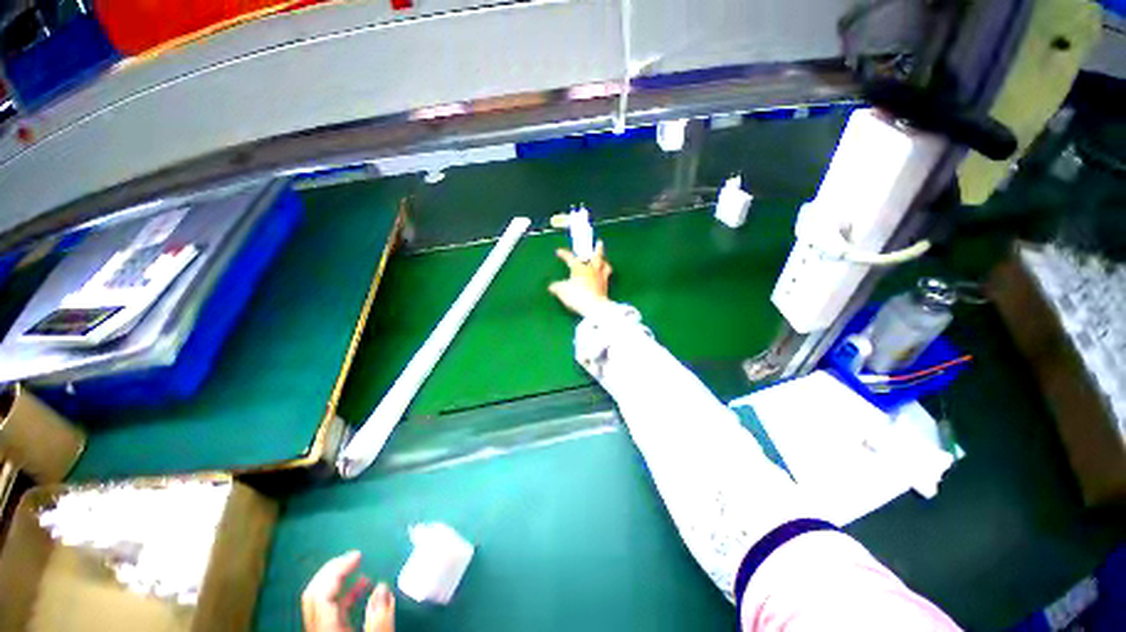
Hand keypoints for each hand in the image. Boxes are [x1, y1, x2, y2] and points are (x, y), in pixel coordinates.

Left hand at [302, 551, 394, 631]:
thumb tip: (382, 586)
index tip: (359, 555)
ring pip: (320, 603)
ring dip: (339, 583)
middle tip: (354, 557)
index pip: (321, 593)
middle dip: (332, 572)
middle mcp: (317, 631)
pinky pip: (329, 612)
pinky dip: (344, 598)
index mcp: (326, 631)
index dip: (337, 570)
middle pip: (314, 594)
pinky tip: (363, 592)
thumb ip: (380, 618)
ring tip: (363, 573)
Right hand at [549, 241, 611, 317]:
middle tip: (599, 242)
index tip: (559, 251)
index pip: (570, 257)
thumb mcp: (562, 291)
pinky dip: (606, 274)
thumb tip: (552, 286)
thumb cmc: (577, 296)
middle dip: (597, 248)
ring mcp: (600, 277)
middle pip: (596, 255)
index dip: (564, 254)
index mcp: (579, 268)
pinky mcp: (606, 286)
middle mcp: (591, 269)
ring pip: (605, 265)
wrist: (594, 307)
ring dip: (604, 261)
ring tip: (603, 260)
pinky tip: (604, 276)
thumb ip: (557, 287)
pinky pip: (607, 276)